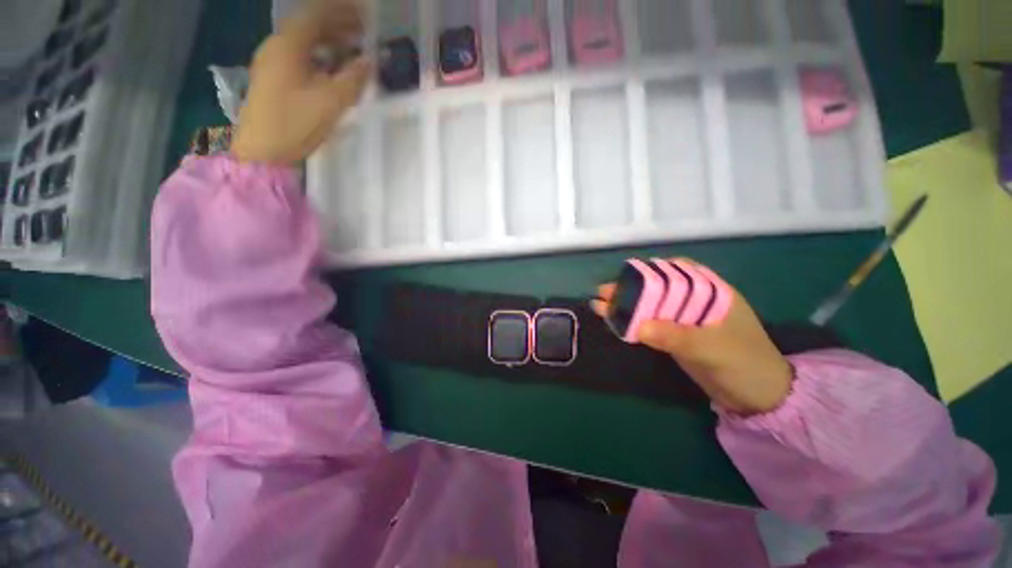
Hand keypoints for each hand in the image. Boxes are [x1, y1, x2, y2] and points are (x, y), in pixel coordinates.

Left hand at [232, 0, 370, 164]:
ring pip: (304, 41)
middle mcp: (277, 47)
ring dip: (330, 40)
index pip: (316, 15)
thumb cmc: (294, 124)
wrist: (262, 151)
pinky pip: (300, 56)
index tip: (366, 14)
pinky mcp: (273, 78)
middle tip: (364, 31)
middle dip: (338, 24)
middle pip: (309, 25)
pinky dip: (320, 55)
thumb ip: (353, 79)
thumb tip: (370, 62)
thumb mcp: (330, 102)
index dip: (342, 11)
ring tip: (353, 47)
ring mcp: (272, 62)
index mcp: (288, 46)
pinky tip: (334, 67)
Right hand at [592, 259, 793, 414]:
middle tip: (605, 292)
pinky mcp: (678, 336)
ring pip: (653, 307)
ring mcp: (687, 320)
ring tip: (601, 305)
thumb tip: (637, 326)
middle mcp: (698, 301)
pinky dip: (635, 322)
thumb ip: (675, 336)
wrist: (757, 399)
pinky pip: (653, 325)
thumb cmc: (745, 365)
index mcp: (713, 293)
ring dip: (629, 306)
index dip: (652, 270)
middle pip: (660, 289)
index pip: (679, 271)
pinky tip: (618, 321)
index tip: (627, 275)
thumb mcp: (712, 349)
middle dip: (632, 289)